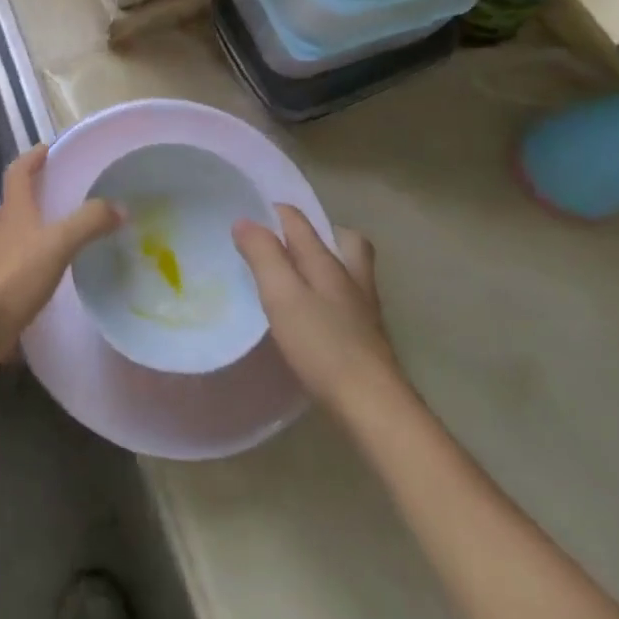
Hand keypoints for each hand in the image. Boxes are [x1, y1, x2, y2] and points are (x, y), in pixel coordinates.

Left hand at [0, 144, 120, 382]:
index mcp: (11, 214)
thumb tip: (120, 206)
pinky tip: (13, 290)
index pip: (16, 174)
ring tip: (18, 251)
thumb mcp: (58, 244)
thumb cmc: (13, 276)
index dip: (29, 160)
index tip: (44, 150)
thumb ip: (89, 223)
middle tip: (23, 214)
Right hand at [234, 206, 399, 412]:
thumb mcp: (282, 294)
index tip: (248, 214)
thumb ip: (263, 255)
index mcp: (327, 262)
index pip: (299, 221)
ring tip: (295, 277)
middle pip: (343, 241)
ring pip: (348, 272)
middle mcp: (350, 278)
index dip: (273, 210)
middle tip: (287, 243)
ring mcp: (363, 311)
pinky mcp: (367, 340)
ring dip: (324, 266)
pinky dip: (329, 297)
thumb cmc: (323, 345)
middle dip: (317, 234)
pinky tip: (312, 317)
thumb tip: (245, 220)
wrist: (374, 408)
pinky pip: (346, 302)